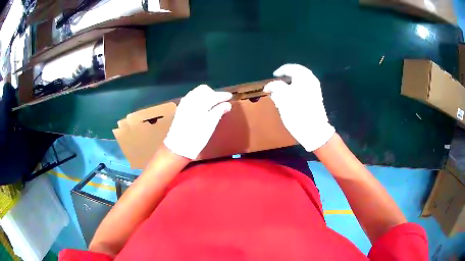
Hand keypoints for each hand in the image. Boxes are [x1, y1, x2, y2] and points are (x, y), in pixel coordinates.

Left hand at [164, 85, 232, 159]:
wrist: (178, 147)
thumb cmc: (196, 137)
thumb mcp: (211, 124)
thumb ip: (219, 111)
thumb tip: (227, 104)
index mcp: (199, 103)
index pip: (213, 95)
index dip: (223, 95)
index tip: (230, 97)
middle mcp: (190, 100)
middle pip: (204, 90)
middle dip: (213, 93)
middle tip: (221, 101)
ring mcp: (184, 104)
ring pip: (196, 93)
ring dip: (205, 95)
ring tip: (213, 104)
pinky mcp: (180, 109)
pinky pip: (191, 98)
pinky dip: (199, 99)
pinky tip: (202, 107)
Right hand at [264, 64, 334, 151]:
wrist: (314, 130)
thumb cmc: (297, 112)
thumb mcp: (283, 98)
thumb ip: (275, 87)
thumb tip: (270, 86)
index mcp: (304, 77)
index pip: (290, 68)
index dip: (280, 71)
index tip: (273, 76)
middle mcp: (311, 81)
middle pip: (298, 73)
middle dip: (288, 76)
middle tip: (279, 81)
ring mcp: (316, 90)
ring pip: (302, 81)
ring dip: (293, 83)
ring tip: (284, 90)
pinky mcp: (317, 99)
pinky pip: (305, 89)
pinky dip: (298, 89)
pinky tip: (292, 97)